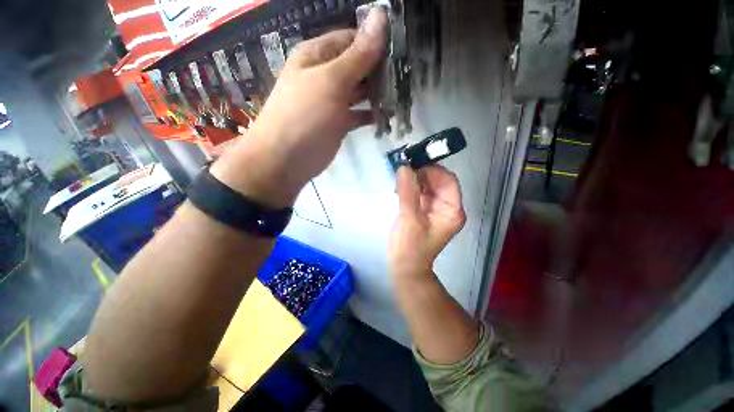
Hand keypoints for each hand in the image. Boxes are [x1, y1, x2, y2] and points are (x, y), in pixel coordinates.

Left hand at [211, 9, 387, 207]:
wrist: (286, 160)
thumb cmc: (305, 117)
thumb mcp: (331, 81)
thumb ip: (358, 55)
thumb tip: (380, 16)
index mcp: (317, 56)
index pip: (352, 39)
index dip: (376, 42)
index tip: (402, 51)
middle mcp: (325, 76)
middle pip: (358, 66)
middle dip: (380, 70)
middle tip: (407, 76)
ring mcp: (332, 101)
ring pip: (360, 91)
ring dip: (378, 93)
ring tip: (401, 95)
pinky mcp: (338, 123)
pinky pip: (358, 114)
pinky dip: (371, 114)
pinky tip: (387, 116)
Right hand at [389, 166, 466, 278]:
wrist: (404, 267)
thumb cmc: (410, 246)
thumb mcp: (409, 218)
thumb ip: (407, 192)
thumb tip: (403, 166)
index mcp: (452, 210)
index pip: (448, 181)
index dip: (432, 169)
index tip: (413, 164)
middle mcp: (446, 206)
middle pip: (437, 181)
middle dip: (421, 173)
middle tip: (403, 168)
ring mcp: (434, 208)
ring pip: (426, 185)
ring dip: (414, 179)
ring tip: (399, 177)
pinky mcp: (423, 210)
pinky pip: (418, 192)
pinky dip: (409, 187)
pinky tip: (399, 186)